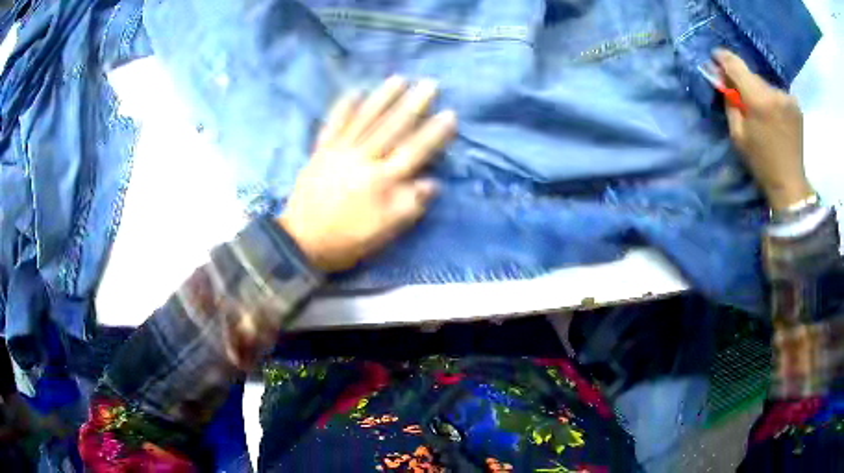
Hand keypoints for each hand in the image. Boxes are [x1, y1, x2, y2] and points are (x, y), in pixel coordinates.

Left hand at [279, 77, 456, 271]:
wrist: (302, 241)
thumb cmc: (348, 239)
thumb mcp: (386, 232)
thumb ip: (410, 205)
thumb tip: (433, 183)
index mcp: (382, 180)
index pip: (415, 151)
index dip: (434, 133)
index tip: (451, 114)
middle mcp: (363, 159)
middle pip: (392, 127)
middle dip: (413, 104)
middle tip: (430, 84)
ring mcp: (339, 151)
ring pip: (365, 119)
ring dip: (383, 97)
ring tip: (399, 79)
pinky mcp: (321, 151)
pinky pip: (333, 124)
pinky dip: (343, 107)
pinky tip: (354, 91)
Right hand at [715, 49, 812, 210]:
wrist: (790, 183)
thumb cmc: (762, 163)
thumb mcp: (738, 136)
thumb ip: (731, 104)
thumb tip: (725, 82)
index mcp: (759, 100)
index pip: (736, 65)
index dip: (724, 58)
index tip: (716, 56)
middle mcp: (775, 92)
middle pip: (752, 75)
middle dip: (743, 81)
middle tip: (738, 93)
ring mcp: (787, 97)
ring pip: (765, 85)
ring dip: (759, 92)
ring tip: (760, 110)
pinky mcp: (795, 104)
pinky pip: (776, 93)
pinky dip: (771, 99)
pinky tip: (773, 114)